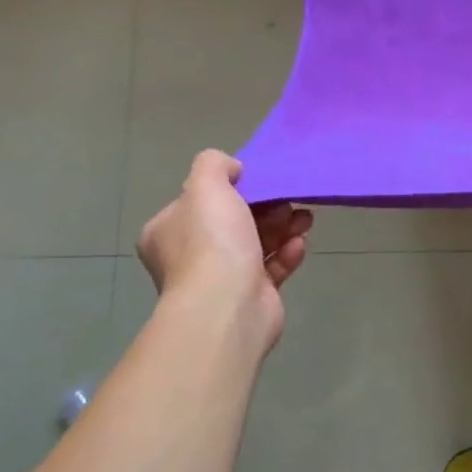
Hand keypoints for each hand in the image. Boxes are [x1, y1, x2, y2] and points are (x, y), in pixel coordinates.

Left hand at [137, 151, 311, 352]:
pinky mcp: (250, 297)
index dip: (230, 188)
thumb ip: (214, 164)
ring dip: (283, 226)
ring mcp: (219, 280)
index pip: (198, 201)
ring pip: (257, 242)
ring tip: (303, 219)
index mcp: (168, 231)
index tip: (256, 181)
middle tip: (285, 201)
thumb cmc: (211, 242)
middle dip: (266, 207)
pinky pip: (272, 268)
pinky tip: (299, 245)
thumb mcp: (206, 185)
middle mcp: (189, 256)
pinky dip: (287, 254)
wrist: (227, 307)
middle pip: (233, 220)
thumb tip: (231, 169)